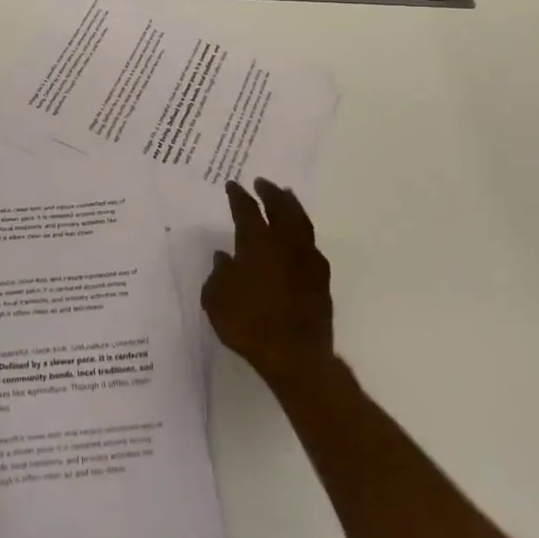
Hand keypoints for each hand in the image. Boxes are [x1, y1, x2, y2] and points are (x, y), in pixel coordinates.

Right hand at [203, 178, 333, 386]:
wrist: (295, 356)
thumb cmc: (249, 324)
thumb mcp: (217, 300)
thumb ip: (219, 274)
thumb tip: (224, 257)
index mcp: (256, 243)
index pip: (246, 210)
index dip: (238, 196)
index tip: (233, 185)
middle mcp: (284, 243)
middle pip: (280, 207)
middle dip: (270, 192)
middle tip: (263, 182)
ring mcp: (307, 259)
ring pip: (301, 222)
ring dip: (292, 206)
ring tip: (286, 196)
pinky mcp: (321, 279)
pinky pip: (311, 244)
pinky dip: (303, 233)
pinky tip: (299, 236)